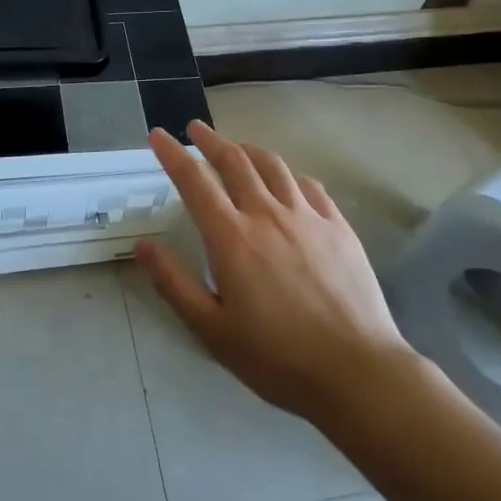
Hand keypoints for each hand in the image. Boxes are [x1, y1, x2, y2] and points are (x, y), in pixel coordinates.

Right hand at [138, 120, 417, 423]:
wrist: (357, 371)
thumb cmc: (277, 357)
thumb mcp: (211, 330)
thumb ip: (174, 283)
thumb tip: (143, 245)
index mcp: (231, 237)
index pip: (194, 181)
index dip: (172, 154)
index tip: (158, 135)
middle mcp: (267, 214)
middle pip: (234, 161)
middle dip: (210, 140)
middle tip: (195, 129)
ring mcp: (307, 216)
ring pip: (273, 165)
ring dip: (248, 149)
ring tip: (236, 147)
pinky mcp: (338, 227)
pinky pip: (309, 185)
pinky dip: (288, 174)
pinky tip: (287, 180)